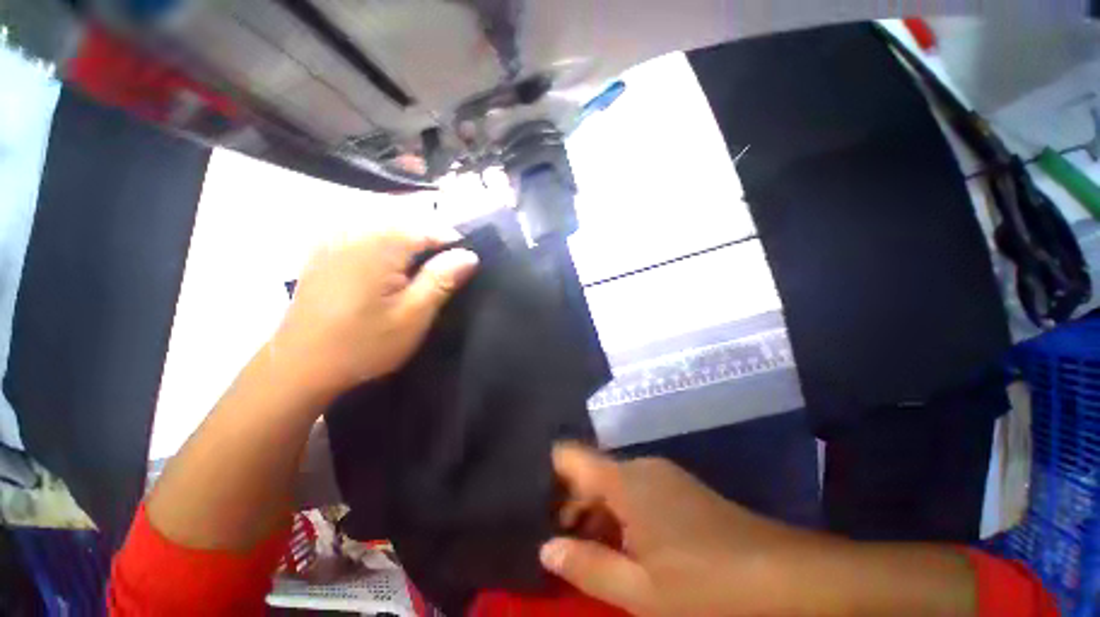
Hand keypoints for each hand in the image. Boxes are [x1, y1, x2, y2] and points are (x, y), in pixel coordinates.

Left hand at [271, 223, 478, 396]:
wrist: (299, 367)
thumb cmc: (362, 344)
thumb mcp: (413, 316)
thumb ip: (442, 279)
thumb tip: (469, 255)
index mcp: (379, 243)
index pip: (431, 227)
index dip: (454, 245)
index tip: (464, 268)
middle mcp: (354, 229)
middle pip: (408, 221)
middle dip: (432, 241)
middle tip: (445, 271)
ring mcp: (334, 237)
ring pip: (387, 224)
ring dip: (411, 242)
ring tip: (422, 270)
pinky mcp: (324, 250)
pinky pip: (365, 232)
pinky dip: (386, 244)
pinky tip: (390, 268)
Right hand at [541, 445, 978, 616]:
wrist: (786, 576)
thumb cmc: (708, 588)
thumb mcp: (641, 591)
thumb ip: (588, 566)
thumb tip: (547, 547)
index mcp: (625, 480)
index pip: (571, 456)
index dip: (548, 474)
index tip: (532, 504)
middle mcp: (640, 467)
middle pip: (589, 473)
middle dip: (569, 506)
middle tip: (554, 546)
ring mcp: (662, 476)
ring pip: (612, 485)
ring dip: (595, 515)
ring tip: (583, 555)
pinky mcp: (678, 490)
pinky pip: (634, 494)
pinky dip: (619, 517)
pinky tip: (622, 550)